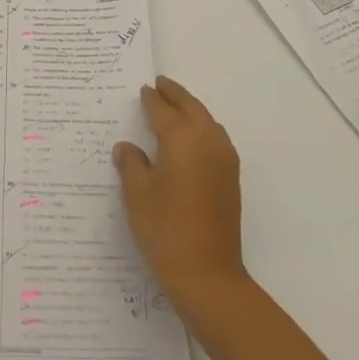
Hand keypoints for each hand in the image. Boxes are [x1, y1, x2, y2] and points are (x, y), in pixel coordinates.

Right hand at [113, 77, 246, 312]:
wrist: (208, 275)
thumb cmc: (165, 229)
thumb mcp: (137, 194)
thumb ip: (131, 164)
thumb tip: (127, 147)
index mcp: (182, 137)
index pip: (163, 110)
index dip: (151, 99)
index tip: (143, 89)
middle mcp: (207, 140)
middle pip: (191, 107)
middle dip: (175, 94)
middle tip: (160, 85)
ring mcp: (224, 159)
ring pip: (207, 121)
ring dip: (191, 110)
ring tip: (173, 107)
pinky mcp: (230, 178)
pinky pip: (214, 138)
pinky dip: (201, 128)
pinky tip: (189, 140)